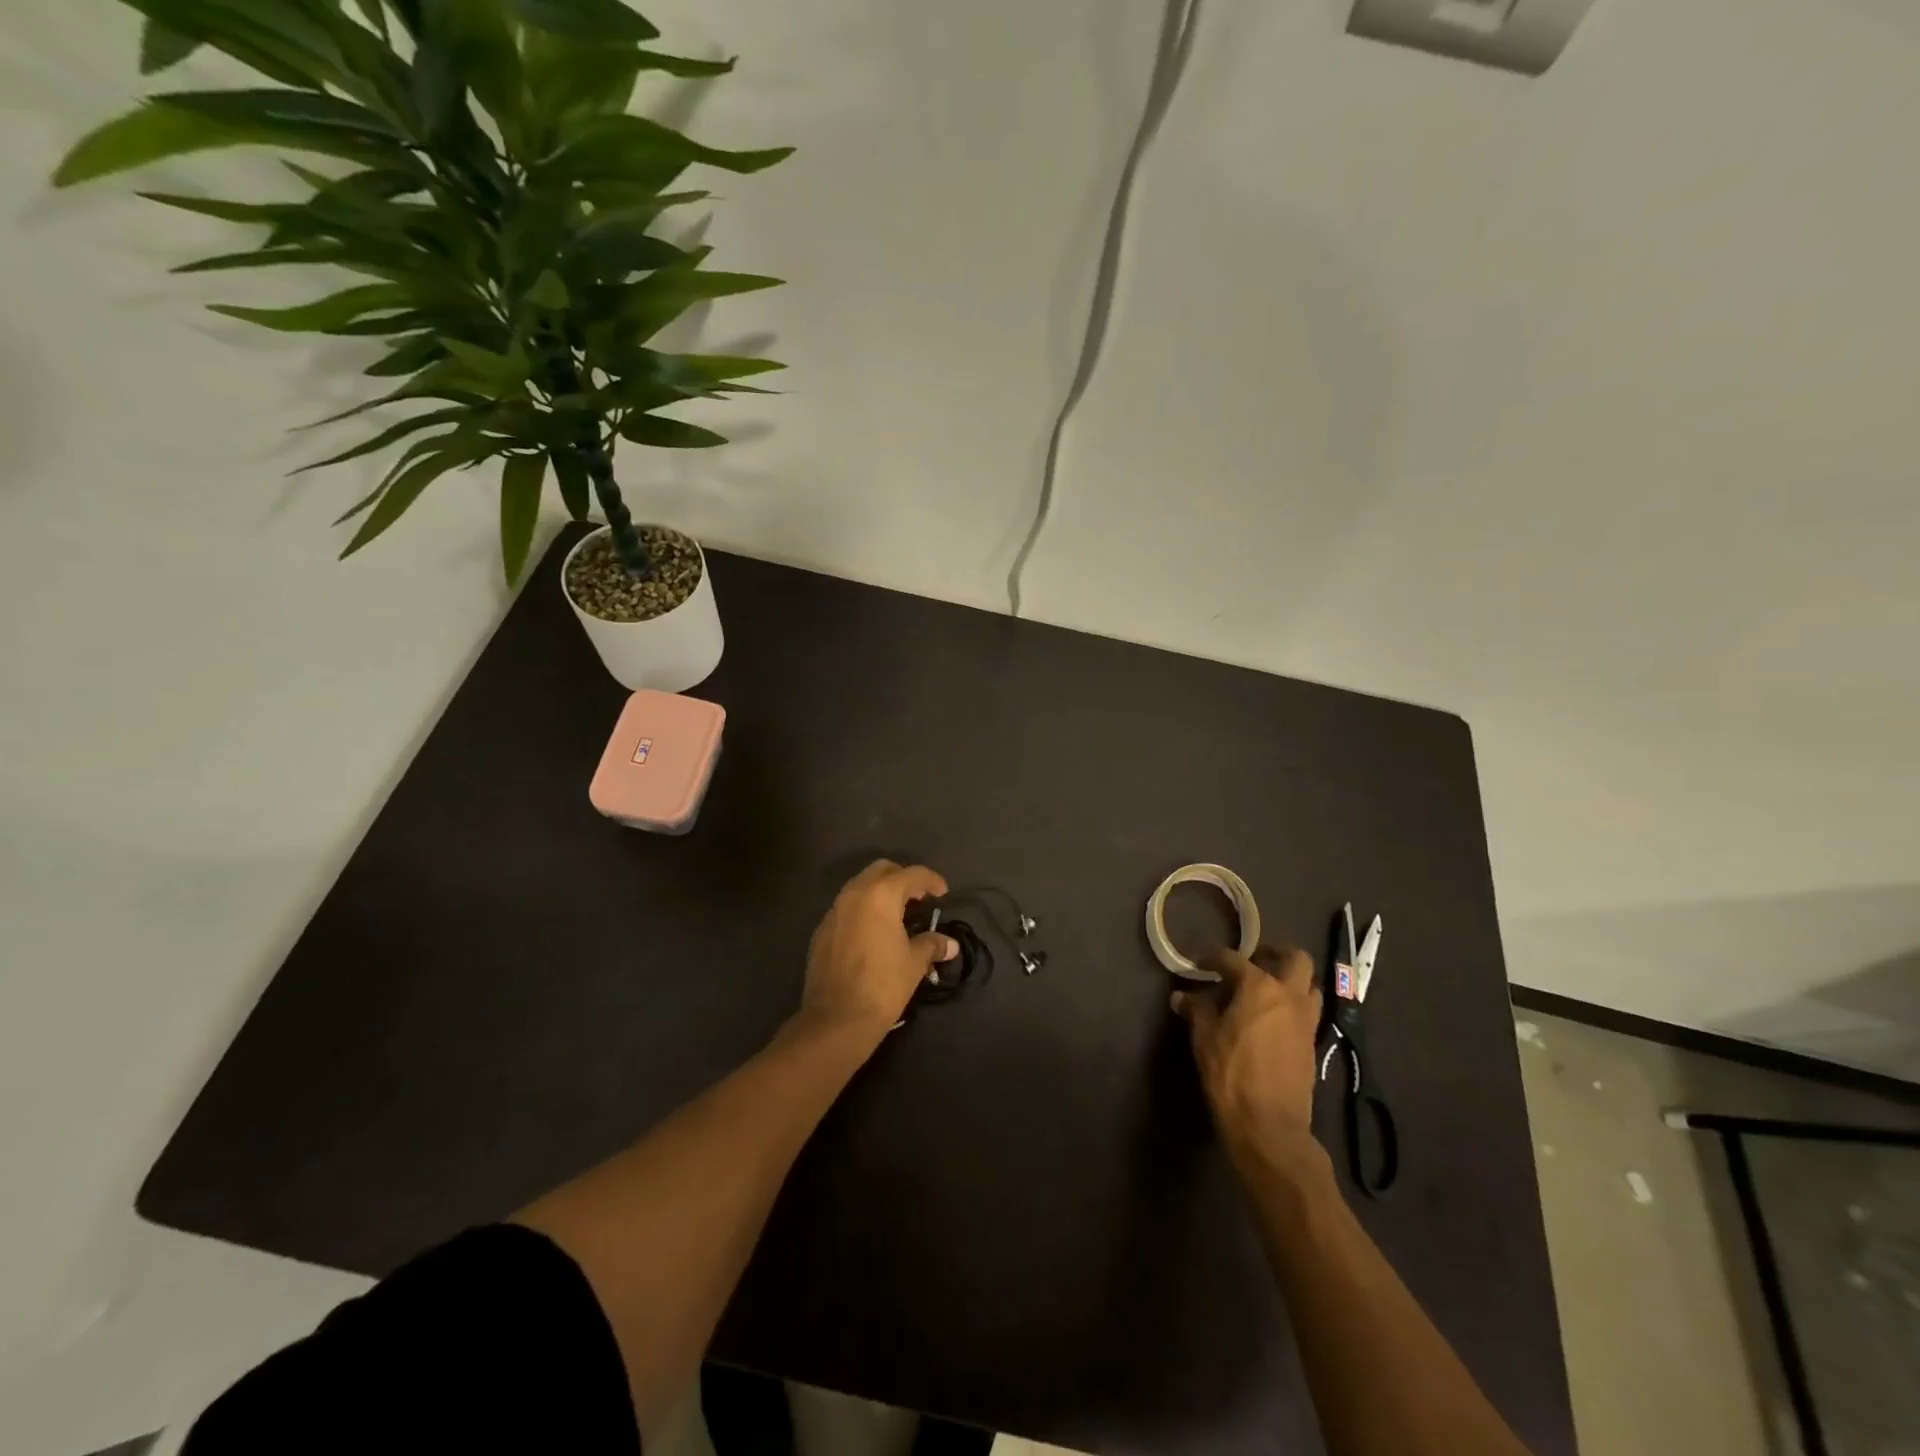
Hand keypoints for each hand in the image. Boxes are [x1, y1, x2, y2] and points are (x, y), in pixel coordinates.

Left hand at [799, 860, 959, 1048]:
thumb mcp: (914, 963)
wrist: (836, 1019)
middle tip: (919, 900)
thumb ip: (932, 945)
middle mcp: (854, 893)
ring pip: (860, 886)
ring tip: (898, 916)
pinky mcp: (822, 930)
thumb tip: (950, 944)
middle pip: (882, 870)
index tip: (943, 895)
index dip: (932, 881)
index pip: (912, 874)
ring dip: (881, 893)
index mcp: (881, 895)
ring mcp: (834, 911)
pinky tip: (873, 934)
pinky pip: (846, 907)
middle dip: (903, 879)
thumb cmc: (882, 985)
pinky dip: (863, 910)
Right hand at [1173, 944, 1324, 1176]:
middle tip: (1254, 960)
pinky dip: (1292, 1006)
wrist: (1269, 1124)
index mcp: (1259, 986)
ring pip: (1309, 985)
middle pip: (1295, 959)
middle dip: (1275, 953)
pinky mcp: (1312, 1043)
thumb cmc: (1230, 1074)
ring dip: (1291, 980)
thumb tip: (1181, 996)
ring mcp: (1305, 1020)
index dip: (1213, 958)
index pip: (1233, 959)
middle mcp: (1288, 995)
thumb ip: (1196, 1010)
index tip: (1201, 963)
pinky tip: (1271, 1019)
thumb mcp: (1204, 1038)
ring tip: (1267, 989)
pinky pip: (1307, 1011)